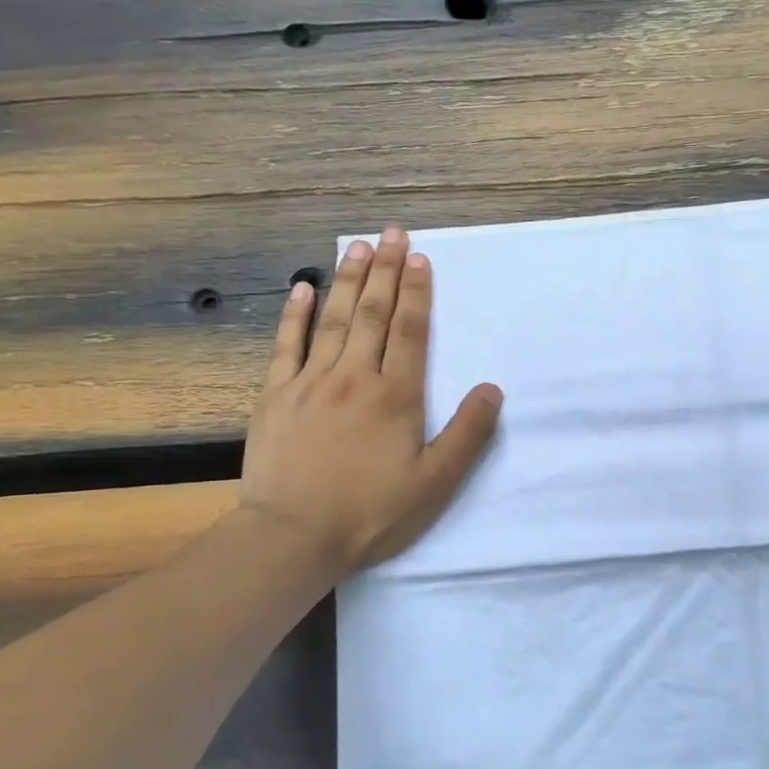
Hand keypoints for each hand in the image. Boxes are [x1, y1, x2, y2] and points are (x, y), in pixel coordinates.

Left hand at [239, 227, 502, 571]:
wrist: (294, 536)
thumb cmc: (372, 512)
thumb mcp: (436, 482)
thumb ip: (468, 433)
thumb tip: (492, 389)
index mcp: (396, 395)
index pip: (409, 331)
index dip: (416, 292)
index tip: (420, 259)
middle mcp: (354, 377)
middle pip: (373, 313)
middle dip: (385, 270)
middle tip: (393, 232)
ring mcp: (310, 382)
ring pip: (334, 320)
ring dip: (348, 280)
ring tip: (359, 246)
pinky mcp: (276, 396)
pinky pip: (286, 345)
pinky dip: (295, 314)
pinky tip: (302, 287)